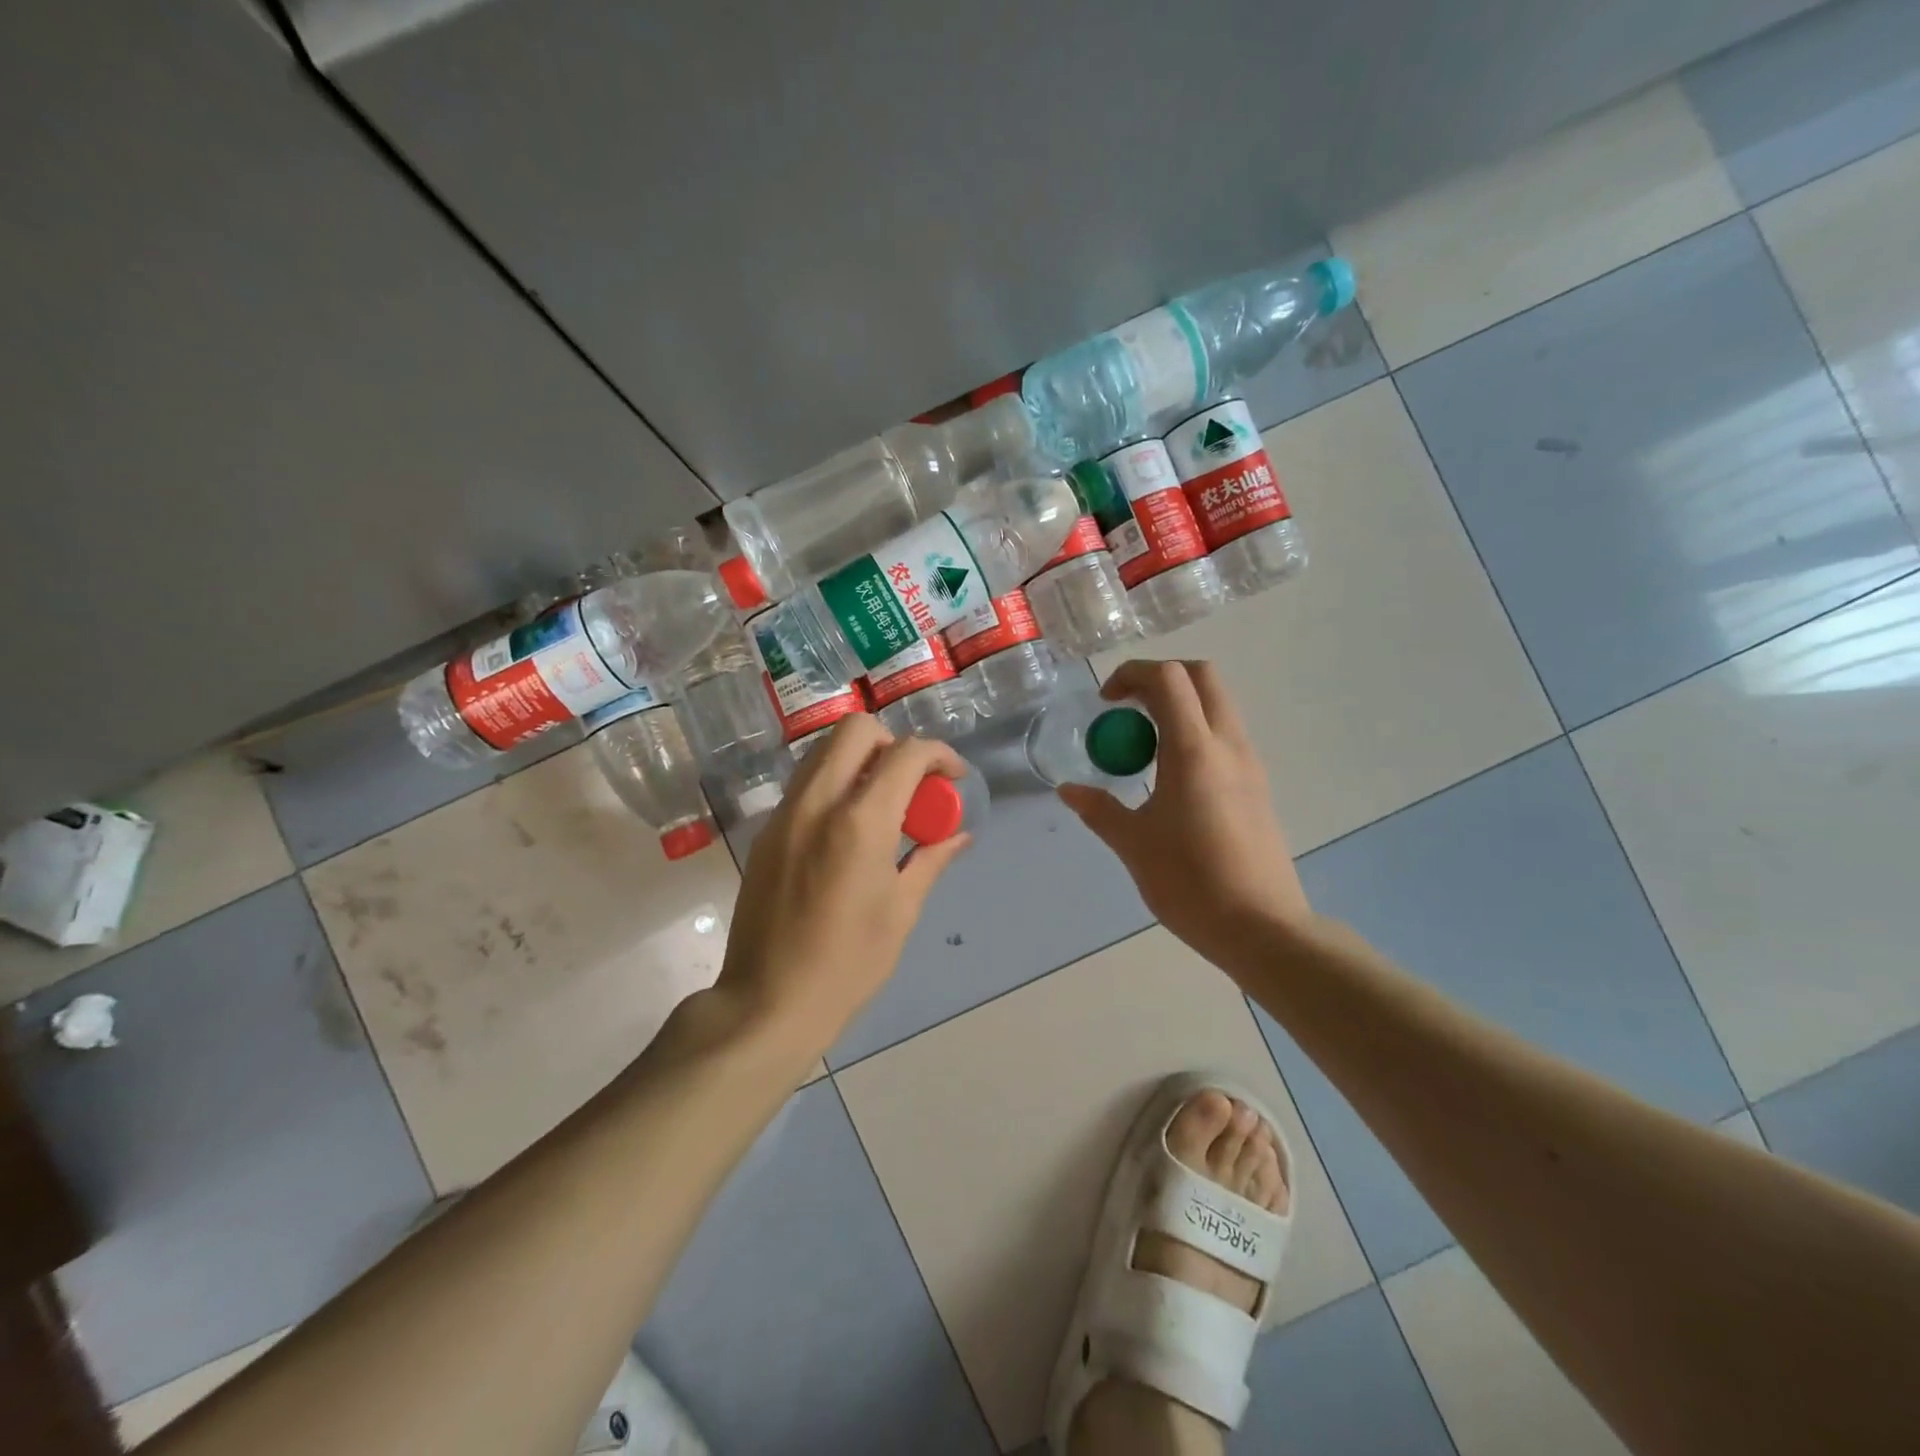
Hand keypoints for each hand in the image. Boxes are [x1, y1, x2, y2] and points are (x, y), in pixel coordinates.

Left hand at [717, 714, 971, 1056]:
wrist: (768, 1002)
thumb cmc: (848, 963)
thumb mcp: (901, 911)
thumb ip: (931, 859)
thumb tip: (959, 835)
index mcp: (860, 823)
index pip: (906, 754)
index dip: (939, 754)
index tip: (954, 778)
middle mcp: (817, 803)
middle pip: (855, 730)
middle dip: (893, 742)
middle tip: (912, 781)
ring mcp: (784, 814)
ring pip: (823, 752)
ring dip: (860, 759)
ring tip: (882, 801)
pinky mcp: (766, 832)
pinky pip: (805, 784)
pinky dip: (834, 784)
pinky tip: (848, 828)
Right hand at [1057, 660, 1312, 964]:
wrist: (1262, 928)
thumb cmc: (1191, 883)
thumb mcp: (1134, 845)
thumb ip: (1100, 810)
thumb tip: (1069, 790)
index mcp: (1194, 752)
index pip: (1169, 679)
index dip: (1132, 674)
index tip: (1107, 702)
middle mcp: (1228, 746)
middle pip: (1202, 677)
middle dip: (1160, 678)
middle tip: (1128, 708)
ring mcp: (1250, 764)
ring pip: (1218, 704)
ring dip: (1180, 705)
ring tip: (1145, 744)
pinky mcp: (1258, 786)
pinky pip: (1225, 735)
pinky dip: (1196, 731)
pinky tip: (1171, 775)